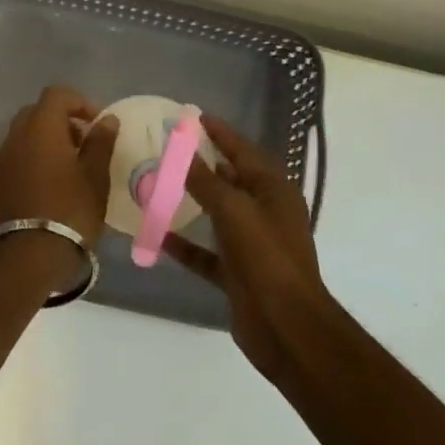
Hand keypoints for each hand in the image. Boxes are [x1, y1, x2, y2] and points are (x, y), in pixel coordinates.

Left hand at [0, 86, 118, 245]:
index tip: (97, 124)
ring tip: (69, 168)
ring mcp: (1, 160)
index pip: (57, 94)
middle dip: (62, 121)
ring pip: (25, 135)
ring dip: (47, 141)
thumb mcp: (95, 177)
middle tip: (83, 144)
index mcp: (41, 127)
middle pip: (37, 112)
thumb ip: (101, 142)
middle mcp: (16, 136)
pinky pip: (16, 157)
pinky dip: (33, 159)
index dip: (80, 102)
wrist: (26, 257)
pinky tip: (50, 185)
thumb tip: (107, 120)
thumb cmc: (69, 211)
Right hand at [162, 115, 333, 382]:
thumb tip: (181, 148)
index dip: (220, 133)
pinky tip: (158, 236)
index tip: (194, 117)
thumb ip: (205, 180)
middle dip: (203, 164)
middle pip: (230, 179)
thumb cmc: (265, 256)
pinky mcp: (237, 273)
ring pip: (217, 215)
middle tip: (169, 148)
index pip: (243, 150)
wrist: (286, 327)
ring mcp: (252, 244)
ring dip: (192, 202)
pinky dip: (185, 244)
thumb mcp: (233, 210)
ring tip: (159, 184)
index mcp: (273, 190)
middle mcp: (265, 212)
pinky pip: (206, 252)